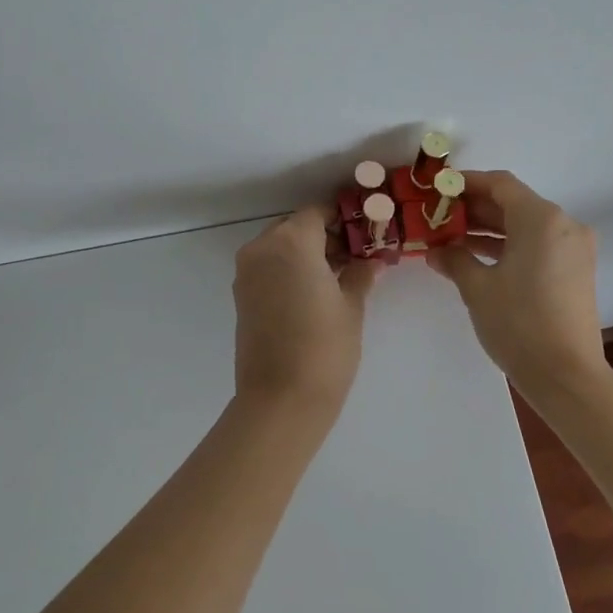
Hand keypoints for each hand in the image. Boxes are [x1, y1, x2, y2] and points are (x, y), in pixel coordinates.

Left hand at [233, 207, 378, 414]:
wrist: (280, 400)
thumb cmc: (324, 347)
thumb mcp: (352, 306)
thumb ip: (360, 273)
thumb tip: (370, 260)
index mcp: (291, 241)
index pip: (319, 212)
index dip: (344, 218)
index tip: (366, 232)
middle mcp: (262, 247)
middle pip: (297, 227)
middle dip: (325, 236)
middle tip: (356, 256)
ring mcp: (247, 271)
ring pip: (281, 246)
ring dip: (307, 253)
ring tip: (340, 276)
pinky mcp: (241, 295)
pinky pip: (269, 267)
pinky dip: (290, 269)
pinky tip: (316, 291)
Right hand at [428, 170, 608, 390]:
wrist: (566, 376)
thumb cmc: (518, 323)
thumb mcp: (477, 288)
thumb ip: (454, 258)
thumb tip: (436, 250)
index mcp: (541, 219)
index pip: (500, 184)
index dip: (466, 183)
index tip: (438, 189)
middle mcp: (564, 225)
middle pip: (513, 203)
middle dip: (474, 208)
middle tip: (438, 215)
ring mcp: (574, 248)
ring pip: (525, 225)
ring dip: (489, 228)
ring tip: (450, 237)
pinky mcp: (575, 270)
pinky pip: (537, 244)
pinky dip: (509, 246)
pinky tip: (476, 258)